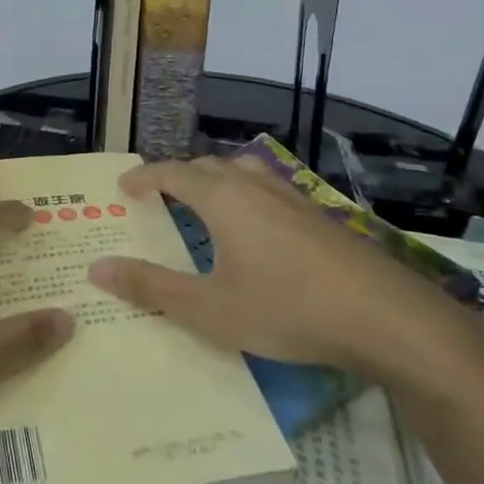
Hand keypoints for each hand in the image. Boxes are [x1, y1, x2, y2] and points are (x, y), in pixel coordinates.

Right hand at [87, 156, 472, 388]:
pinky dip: (246, 195)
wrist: (386, 318)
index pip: (172, 172)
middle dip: (178, 175)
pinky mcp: (320, 216)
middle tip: (159, 197)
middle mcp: (255, 186)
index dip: (144, 177)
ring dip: (216, 180)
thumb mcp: (210, 309)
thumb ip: (151, 287)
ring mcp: (293, 197)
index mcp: (223, 199)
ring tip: (204, 204)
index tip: (123, 187)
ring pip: (244, 172)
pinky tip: (257, 229)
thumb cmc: (287, 309)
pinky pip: (269, 190)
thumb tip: (97, 268)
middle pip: (208, 166)